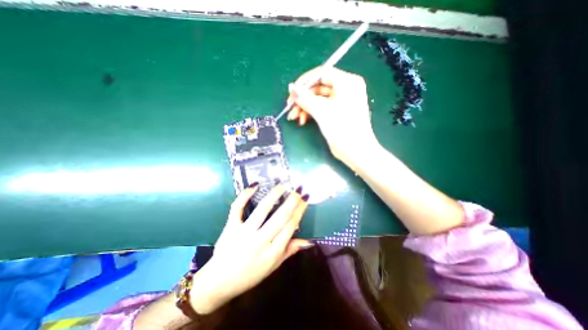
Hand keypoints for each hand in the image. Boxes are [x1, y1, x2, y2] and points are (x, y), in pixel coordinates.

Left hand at [188, 185, 309, 312]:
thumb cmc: (250, 275)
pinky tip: (255, 185)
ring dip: (274, 194)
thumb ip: (290, 251)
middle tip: (299, 188)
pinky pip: (238, 208)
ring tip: (283, 184)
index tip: (305, 198)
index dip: (299, 210)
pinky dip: (245, 195)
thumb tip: (308, 241)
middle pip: (280, 216)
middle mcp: (260, 241)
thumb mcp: (273, 267)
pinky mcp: (230, 227)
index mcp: (273, 252)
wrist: (219, 283)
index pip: (290, 226)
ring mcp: (244, 233)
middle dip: (292, 200)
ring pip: (262, 209)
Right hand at [287, 66, 378, 169]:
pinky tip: (302, 120)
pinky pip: (321, 107)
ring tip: (294, 117)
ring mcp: (341, 101)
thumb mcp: (321, 111)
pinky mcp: (337, 112)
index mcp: (347, 82)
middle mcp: (345, 88)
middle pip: (318, 87)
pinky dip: (311, 113)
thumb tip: (291, 87)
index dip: (304, 81)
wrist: (355, 151)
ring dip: (304, 107)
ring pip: (318, 99)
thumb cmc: (342, 128)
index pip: (322, 73)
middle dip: (303, 98)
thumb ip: (305, 98)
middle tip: (290, 108)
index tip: (292, 91)